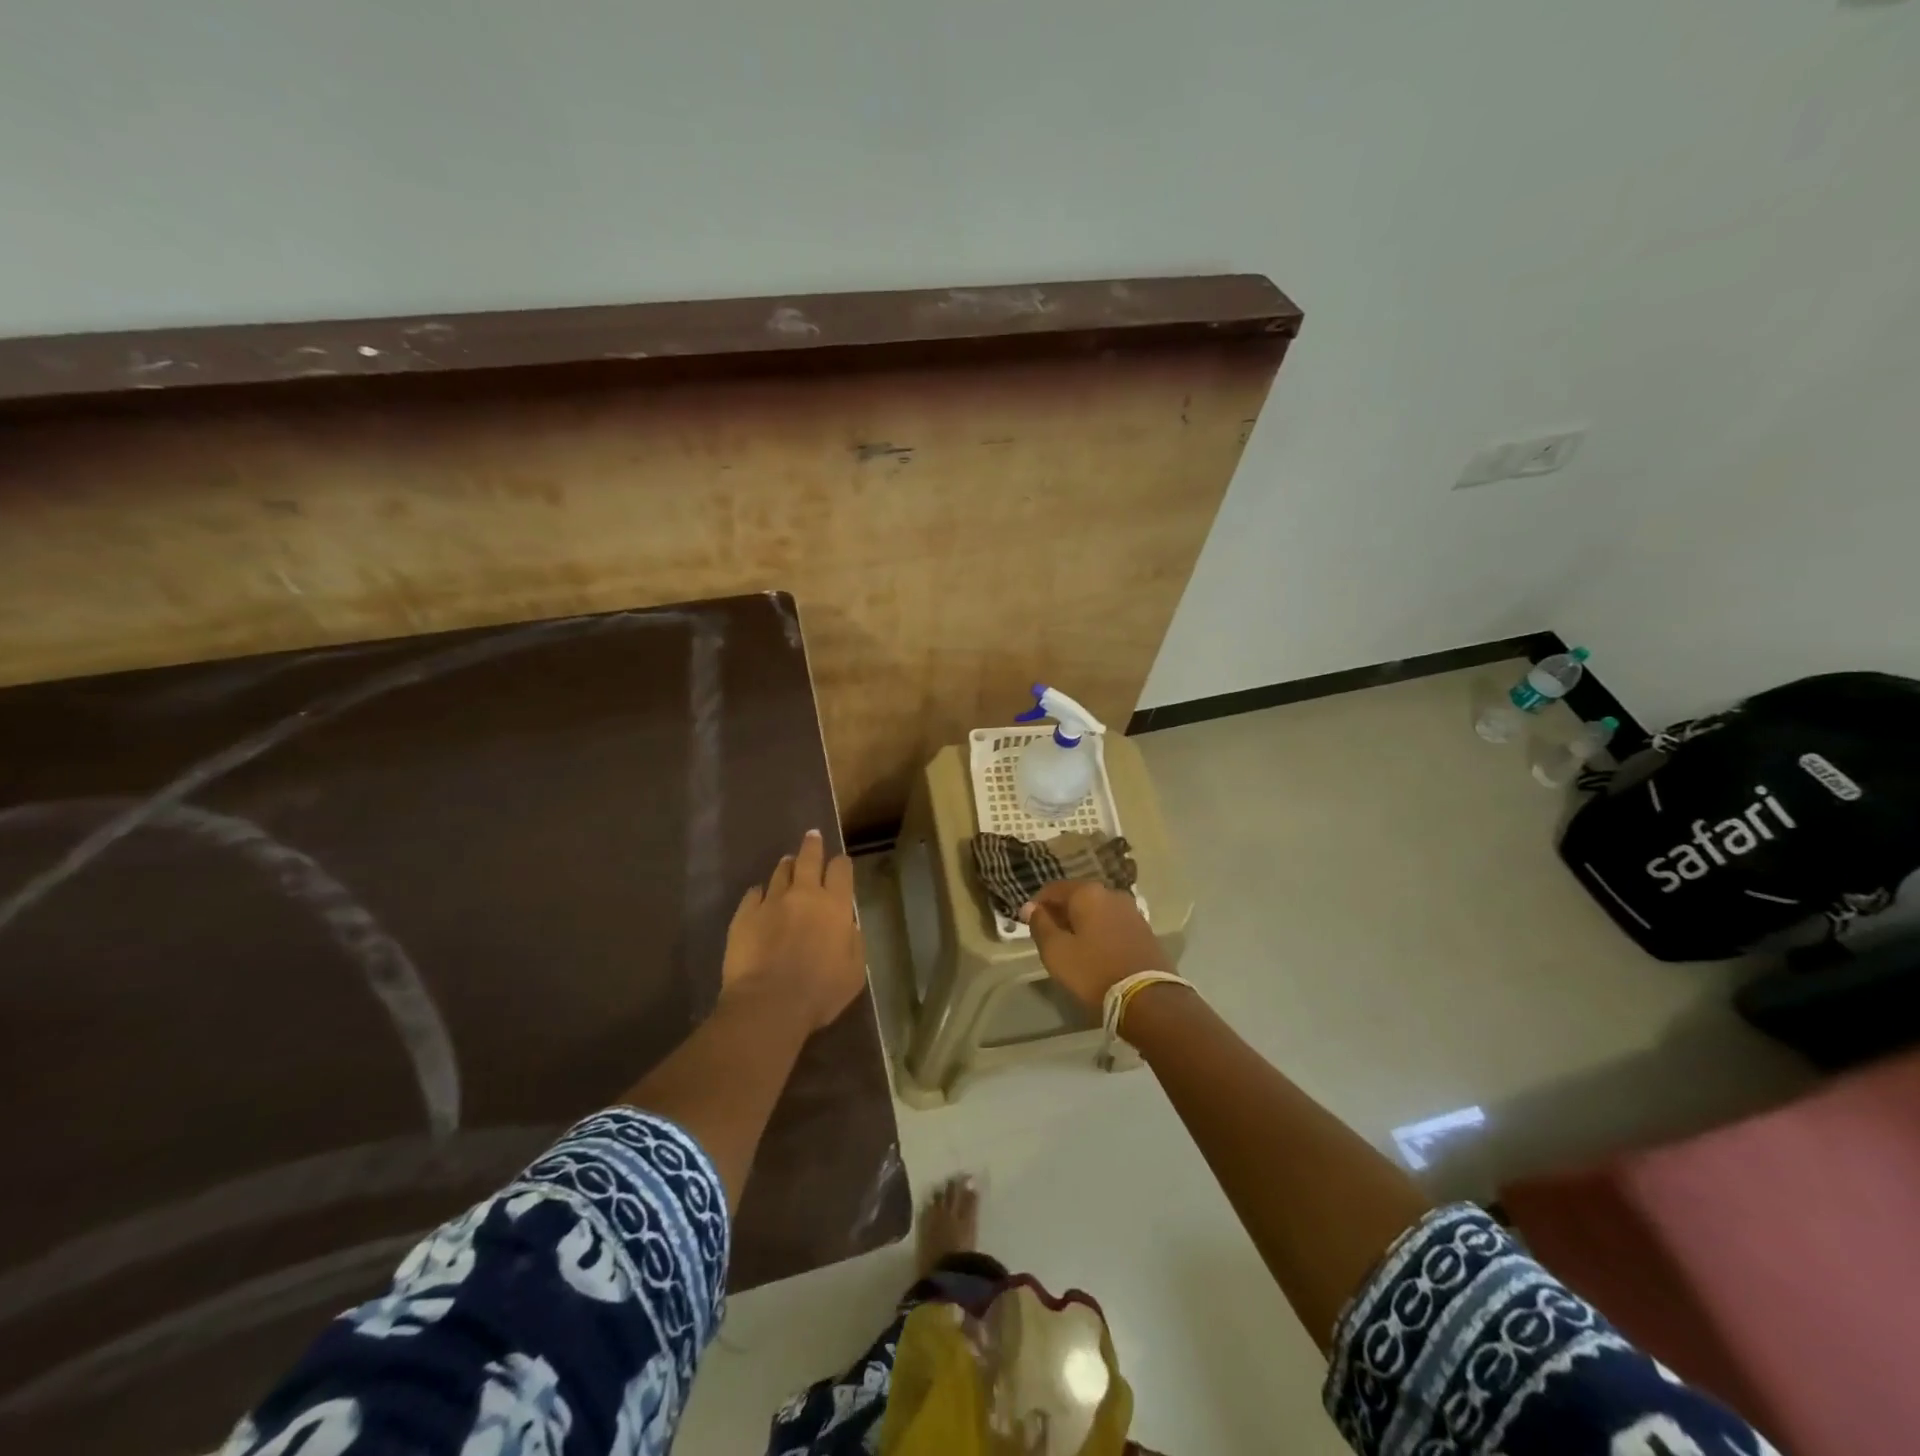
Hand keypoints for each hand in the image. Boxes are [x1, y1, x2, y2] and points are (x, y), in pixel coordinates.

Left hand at [721, 829, 865, 1030]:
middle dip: (812, 845)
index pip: (841, 870)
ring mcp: (771, 902)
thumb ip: (853, 941)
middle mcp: (804, 895)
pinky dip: (760, 892)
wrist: (769, 1004)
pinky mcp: (744, 915)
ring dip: (786, 866)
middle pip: (809, 859)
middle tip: (812, 836)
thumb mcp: (854, 971)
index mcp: (835, 907)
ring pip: (780, 873)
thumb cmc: (820, 992)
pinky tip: (760, 896)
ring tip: (787, 863)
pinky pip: (753, 894)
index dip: (841, 864)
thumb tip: (846, 924)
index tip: (840, 863)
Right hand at [1019, 880, 1171, 1013]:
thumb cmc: (1093, 972)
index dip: (1036, 904)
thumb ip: (1040, 925)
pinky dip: (1098, 931)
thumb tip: (1030, 907)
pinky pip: (1112, 923)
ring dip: (1080, 923)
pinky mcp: (1144, 930)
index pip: (1053, 889)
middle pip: (1077, 897)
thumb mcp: (1056, 951)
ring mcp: (1131, 911)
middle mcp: (1112, 893)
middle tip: (1047, 936)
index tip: (1026, 923)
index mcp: (1088, 893)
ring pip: (1096, 910)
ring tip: (1070, 946)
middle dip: (1060, 913)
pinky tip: (1094, 951)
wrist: (1148, 999)